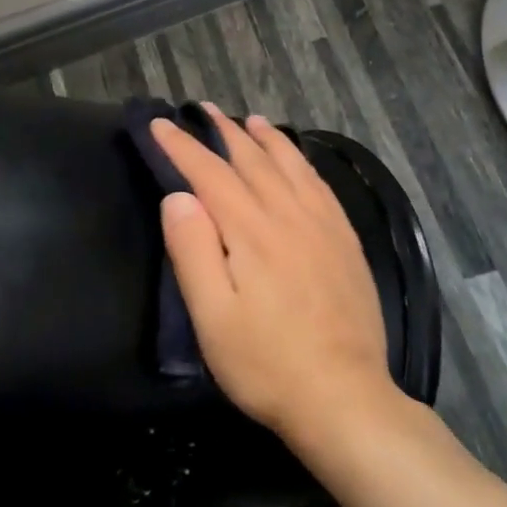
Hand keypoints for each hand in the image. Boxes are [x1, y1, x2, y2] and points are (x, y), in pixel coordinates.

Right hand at [151, 106, 397, 447]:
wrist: (344, 397)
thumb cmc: (265, 363)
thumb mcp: (212, 316)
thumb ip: (193, 250)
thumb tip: (179, 196)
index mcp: (251, 231)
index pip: (209, 174)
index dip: (182, 146)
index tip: (160, 124)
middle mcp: (289, 215)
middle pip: (251, 160)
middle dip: (223, 132)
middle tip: (202, 109)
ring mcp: (323, 226)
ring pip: (291, 166)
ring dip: (267, 139)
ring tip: (250, 120)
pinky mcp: (346, 242)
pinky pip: (321, 186)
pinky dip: (304, 163)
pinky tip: (299, 162)